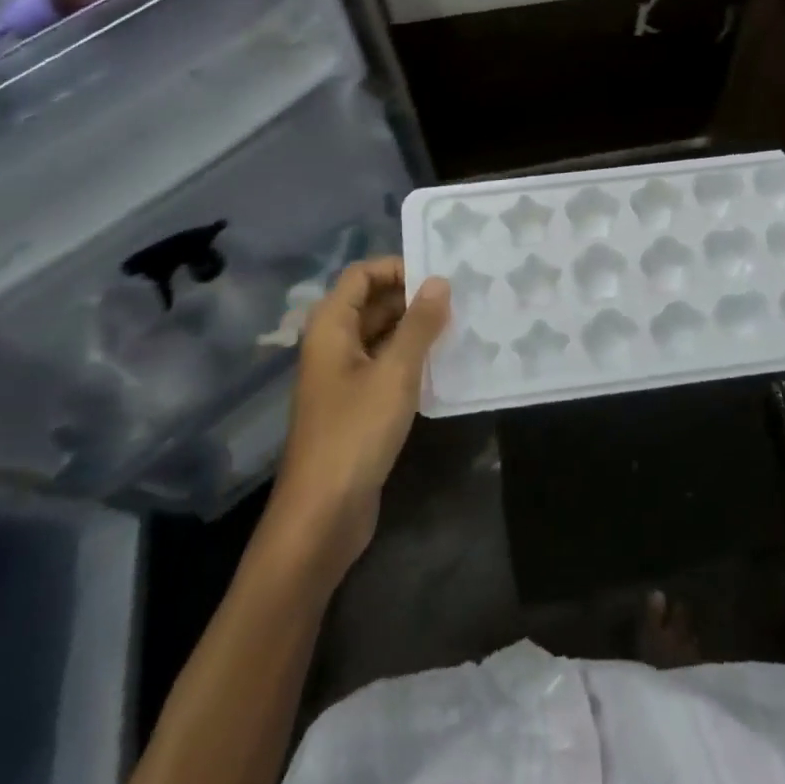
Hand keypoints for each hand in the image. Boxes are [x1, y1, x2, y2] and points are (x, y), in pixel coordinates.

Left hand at [272, 258, 449, 572]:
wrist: (322, 516)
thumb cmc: (355, 433)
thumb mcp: (395, 373)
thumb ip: (419, 324)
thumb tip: (439, 281)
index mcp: (330, 326)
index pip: (362, 274)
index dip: (398, 267)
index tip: (441, 274)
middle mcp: (333, 344)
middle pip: (372, 303)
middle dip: (413, 298)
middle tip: (462, 298)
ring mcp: (343, 376)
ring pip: (382, 335)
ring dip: (416, 329)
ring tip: (462, 325)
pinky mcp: (356, 405)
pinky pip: (385, 366)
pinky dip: (411, 359)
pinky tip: (446, 364)